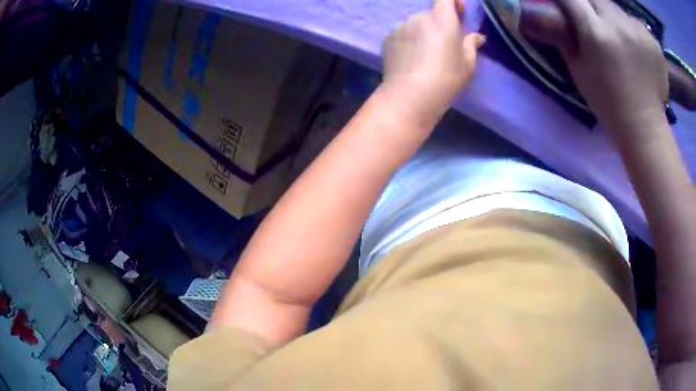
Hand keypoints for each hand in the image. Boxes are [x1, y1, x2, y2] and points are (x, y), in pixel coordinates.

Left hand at [381, 0, 484, 125]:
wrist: (409, 95)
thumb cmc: (446, 78)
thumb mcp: (468, 64)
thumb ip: (471, 45)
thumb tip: (477, 36)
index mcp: (442, 19)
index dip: (453, 2)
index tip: (458, 12)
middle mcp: (419, 17)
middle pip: (431, 14)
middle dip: (439, 23)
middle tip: (445, 44)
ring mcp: (400, 27)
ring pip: (416, 24)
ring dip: (423, 32)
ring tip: (426, 56)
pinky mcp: (388, 39)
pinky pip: (403, 34)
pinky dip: (409, 41)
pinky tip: (412, 60)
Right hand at [523, 0, 667, 133]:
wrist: (644, 127)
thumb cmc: (608, 103)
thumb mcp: (578, 71)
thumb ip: (567, 38)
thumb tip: (561, 18)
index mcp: (596, 33)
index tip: (563, 4)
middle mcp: (617, 24)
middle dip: (588, 4)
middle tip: (592, 20)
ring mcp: (638, 30)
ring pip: (616, 8)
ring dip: (611, 16)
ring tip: (616, 35)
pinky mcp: (652, 39)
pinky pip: (634, 22)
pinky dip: (630, 29)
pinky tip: (633, 46)